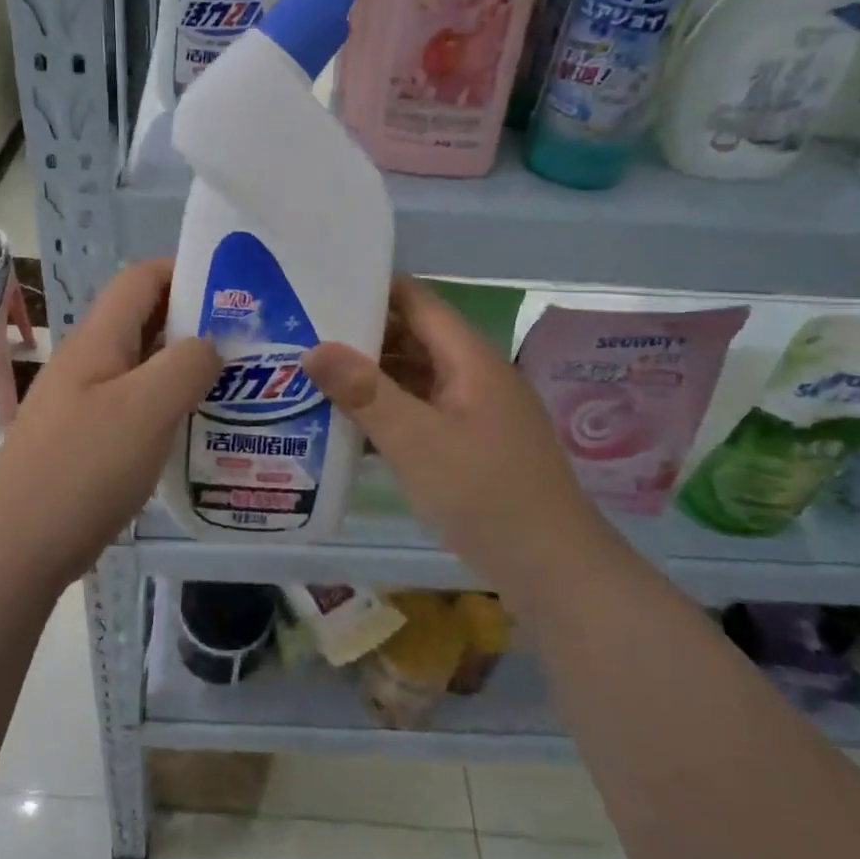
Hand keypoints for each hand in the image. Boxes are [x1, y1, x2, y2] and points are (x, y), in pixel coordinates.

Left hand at [0, 259, 220, 579]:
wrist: (18, 545)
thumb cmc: (84, 467)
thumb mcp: (147, 408)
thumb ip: (187, 365)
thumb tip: (210, 346)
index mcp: (99, 339)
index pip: (142, 278)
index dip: (185, 271)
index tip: (235, 291)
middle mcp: (90, 362)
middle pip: (146, 321)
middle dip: (196, 323)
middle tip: (248, 343)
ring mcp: (86, 402)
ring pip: (145, 368)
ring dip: (186, 369)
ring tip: (236, 386)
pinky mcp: (88, 440)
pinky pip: (137, 407)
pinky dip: (170, 407)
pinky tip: (199, 430)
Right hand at [301, 278, 593, 573]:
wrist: (554, 569)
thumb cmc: (484, 494)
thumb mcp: (415, 441)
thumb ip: (364, 392)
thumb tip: (313, 348)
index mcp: (470, 359)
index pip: (418, 302)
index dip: (373, 289)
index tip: (323, 289)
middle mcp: (475, 376)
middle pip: (415, 339)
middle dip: (363, 337)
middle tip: (305, 336)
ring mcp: (477, 412)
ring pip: (417, 379)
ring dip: (373, 378)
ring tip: (316, 378)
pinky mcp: (473, 446)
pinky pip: (424, 413)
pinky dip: (390, 412)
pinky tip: (351, 427)